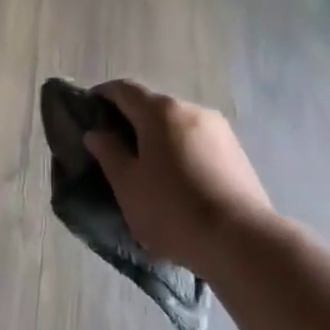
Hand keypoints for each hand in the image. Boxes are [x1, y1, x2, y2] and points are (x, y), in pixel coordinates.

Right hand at [85, 80, 272, 278]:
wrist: (241, 241)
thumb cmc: (172, 210)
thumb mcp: (127, 184)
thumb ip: (109, 153)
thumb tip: (97, 132)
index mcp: (161, 111)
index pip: (123, 89)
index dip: (102, 96)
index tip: (87, 113)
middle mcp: (192, 110)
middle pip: (152, 106)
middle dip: (130, 121)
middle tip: (113, 148)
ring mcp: (219, 130)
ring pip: (177, 125)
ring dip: (157, 138)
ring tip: (146, 169)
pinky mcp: (237, 153)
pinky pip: (197, 142)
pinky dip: (180, 151)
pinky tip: (177, 181)